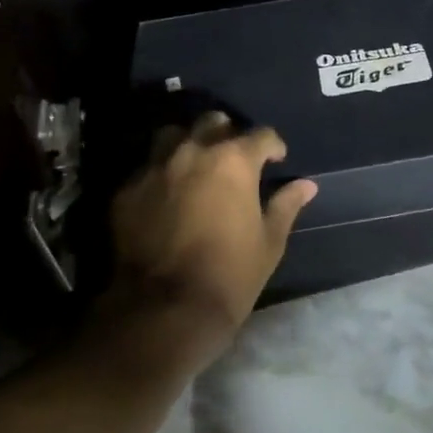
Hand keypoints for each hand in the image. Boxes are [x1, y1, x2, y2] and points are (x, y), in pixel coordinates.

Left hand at [105, 111, 317, 367]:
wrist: (164, 309)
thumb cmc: (230, 275)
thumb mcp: (269, 242)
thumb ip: (286, 205)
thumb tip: (306, 186)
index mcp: (234, 161)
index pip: (261, 135)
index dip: (273, 146)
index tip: (276, 160)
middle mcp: (193, 152)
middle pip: (213, 123)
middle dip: (228, 135)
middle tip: (234, 160)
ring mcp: (155, 168)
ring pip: (173, 135)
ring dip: (189, 144)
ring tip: (196, 167)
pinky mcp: (126, 190)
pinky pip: (147, 168)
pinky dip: (161, 175)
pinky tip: (166, 197)